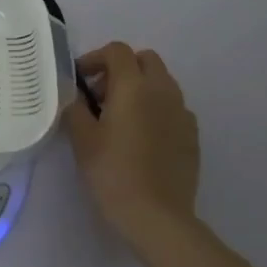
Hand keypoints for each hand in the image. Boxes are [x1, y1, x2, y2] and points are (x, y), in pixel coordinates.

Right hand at [64, 42, 199, 249]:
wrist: (157, 215)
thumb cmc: (112, 172)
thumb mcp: (82, 138)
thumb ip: (75, 107)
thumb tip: (74, 93)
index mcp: (134, 86)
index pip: (117, 51)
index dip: (95, 58)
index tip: (80, 80)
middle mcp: (163, 90)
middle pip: (145, 60)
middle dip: (121, 68)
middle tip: (101, 95)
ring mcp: (182, 112)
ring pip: (162, 82)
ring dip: (140, 87)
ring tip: (120, 117)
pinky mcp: (192, 134)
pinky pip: (172, 107)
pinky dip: (156, 108)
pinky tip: (141, 137)